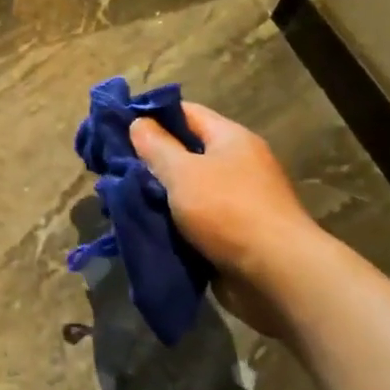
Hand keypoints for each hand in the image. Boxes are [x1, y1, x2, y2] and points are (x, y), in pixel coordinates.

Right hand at [129, 103, 321, 336]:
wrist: (278, 276)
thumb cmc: (228, 211)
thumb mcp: (183, 173)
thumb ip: (156, 146)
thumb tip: (138, 123)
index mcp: (230, 139)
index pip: (185, 113)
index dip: (150, 115)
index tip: (116, 126)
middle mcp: (236, 164)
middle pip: (184, 152)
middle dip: (149, 160)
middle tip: (111, 166)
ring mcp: (237, 201)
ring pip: (186, 189)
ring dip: (157, 195)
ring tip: (119, 198)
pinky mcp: (233, 234)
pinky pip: (194, 220)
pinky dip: (171, 222)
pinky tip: (143, 225)